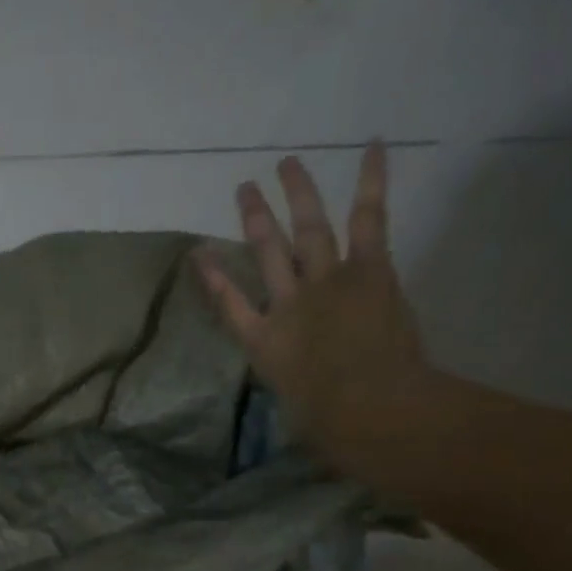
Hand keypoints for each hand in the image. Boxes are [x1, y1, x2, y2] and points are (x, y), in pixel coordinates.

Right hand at [194, 144, 436, 476]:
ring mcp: (325, 282)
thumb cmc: (328, 423)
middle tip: (244, 190)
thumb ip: (303, 400)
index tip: (199, 254)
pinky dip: (371, 182)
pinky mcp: (367, 270)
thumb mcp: (301, 414)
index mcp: (264, 341)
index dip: (213, 277)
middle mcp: (287, 304)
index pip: (230, 304)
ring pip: (306, 229)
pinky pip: (367, 219)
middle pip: (266, 254)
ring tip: (287, 163)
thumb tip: (312, 418)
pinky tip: (372, 147)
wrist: (368, 407)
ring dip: (296, 193)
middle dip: (254, 221)